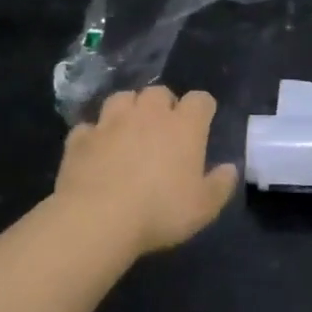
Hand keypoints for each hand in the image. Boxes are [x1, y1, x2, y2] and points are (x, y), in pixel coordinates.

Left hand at [53, 87, 239, 256]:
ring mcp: (111, 122)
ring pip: (122, 98)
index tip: (202, 124)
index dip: (202, 109)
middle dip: (163, 105)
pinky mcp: (81, 138)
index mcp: (184, 126)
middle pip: (159, 92)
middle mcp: (149, 114)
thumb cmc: (160, 211)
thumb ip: (220, 185)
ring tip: (128, 130)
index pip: (200, 100)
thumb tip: (230, 168)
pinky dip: (94, 135)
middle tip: (163, 129)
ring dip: (128, 109)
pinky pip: (89, 127)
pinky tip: (96, 150)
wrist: (97, 219)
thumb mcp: (203, 207)